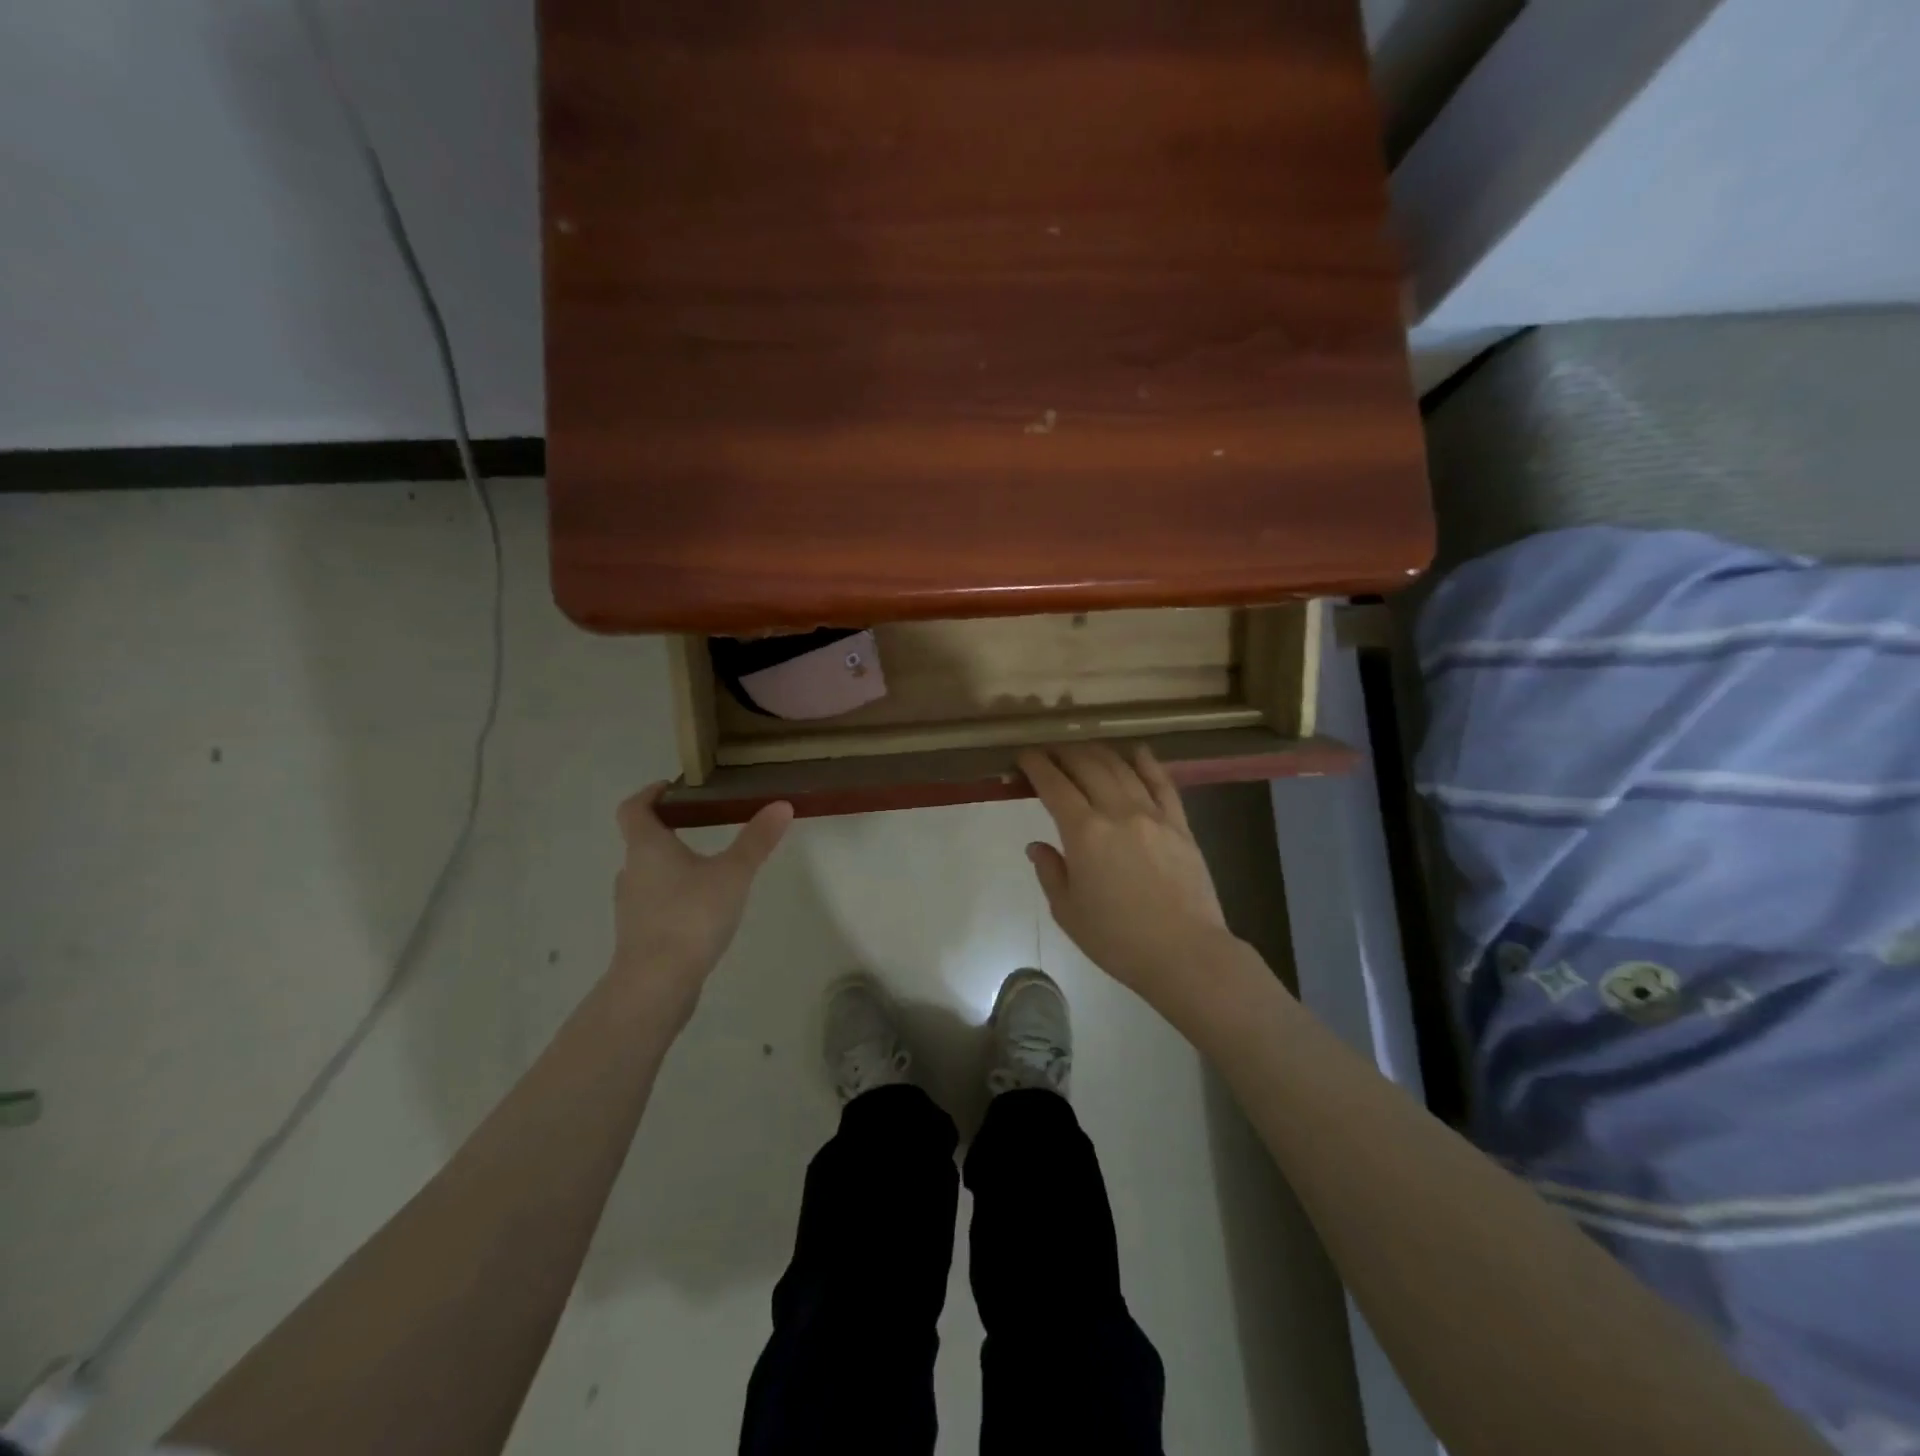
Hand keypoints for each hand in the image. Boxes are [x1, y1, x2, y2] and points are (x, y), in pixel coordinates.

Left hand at [609, 785, 792, 1019]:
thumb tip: (782, 805)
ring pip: (649, 874)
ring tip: (708, 866)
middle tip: (702, 824)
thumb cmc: (691, 916)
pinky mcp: (639, 935)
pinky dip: (674, 895)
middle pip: (642, 841)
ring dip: (672, 864)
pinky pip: (655, 903)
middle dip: (669, 829)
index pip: (634, 809)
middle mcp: (632, 871)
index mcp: (647, 848)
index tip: (671, 788)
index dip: (649, 794)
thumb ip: (757, 840)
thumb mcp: (733, 873)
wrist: (655, 985)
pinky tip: (701, 907)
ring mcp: (631, 906)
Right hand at [1020, 744, 1234, 1011]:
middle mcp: (1117, 812)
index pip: (1054, 785)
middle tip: (1049, 751)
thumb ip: (1050, 872)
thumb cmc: (1117, 939)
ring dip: (1098, 752)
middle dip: (1063, 752)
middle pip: (1087, 766)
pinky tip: (1136, 752)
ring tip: (1083, 748)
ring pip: (1121, 768)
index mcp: (1084, 833)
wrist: (1184, 953)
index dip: (1036, 765)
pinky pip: (1162, 783)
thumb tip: (1037, 845)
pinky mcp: (1180, 824)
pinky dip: (1146, 762)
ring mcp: (1152, 814)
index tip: (1024, 756)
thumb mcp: (1068, 912)